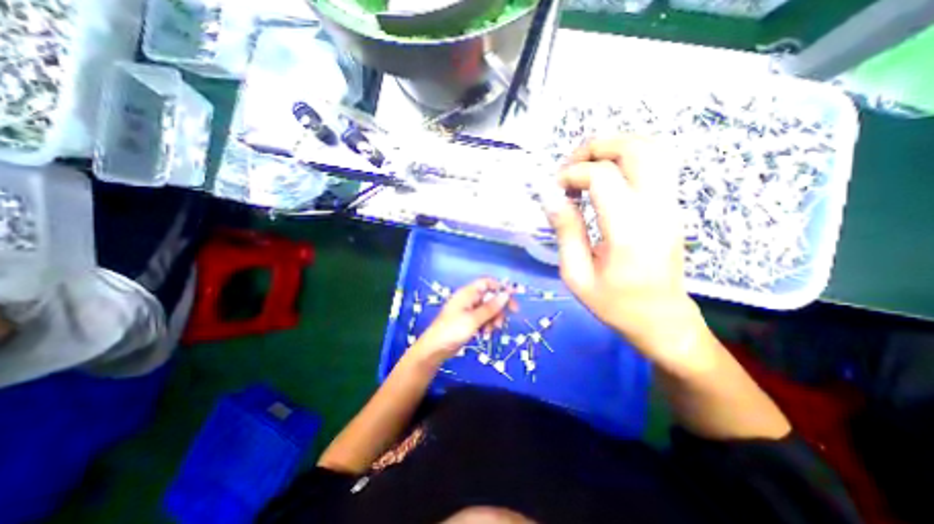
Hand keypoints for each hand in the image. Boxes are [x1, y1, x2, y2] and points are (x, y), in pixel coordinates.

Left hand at [408, 278, 513, 368]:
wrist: (435, 349)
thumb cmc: (453, 330)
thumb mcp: (474, 319)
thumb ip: (491, 307)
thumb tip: (507, 294)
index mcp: (468, 293)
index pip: (487, 283)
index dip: (500, 288)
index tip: (512, 299)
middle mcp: (469, 299)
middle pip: (490, 297)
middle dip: (498, 308)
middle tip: (504, 320)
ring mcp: (468, 310)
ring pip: (488, 310)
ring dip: (493, 319)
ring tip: (490, 331)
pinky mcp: (468, 321)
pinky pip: (483, 319)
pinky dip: (486, 325)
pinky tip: (484, 334)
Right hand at [548, 135, 700, 358]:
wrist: (661, 318)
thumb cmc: (614, 303)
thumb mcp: (577, 275)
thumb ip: (566, 232)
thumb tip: (553, 198)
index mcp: (628, 231)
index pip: (602, 177)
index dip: (572, 174)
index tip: (555, 188)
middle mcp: (656, 209)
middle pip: (636, 148)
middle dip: (596, 147)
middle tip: (570, 167)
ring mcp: (670, 205)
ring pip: (652, 148)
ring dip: (614, 148)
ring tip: (587, 168)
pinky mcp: (672, 206)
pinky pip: (656, 163)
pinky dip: (627, 158)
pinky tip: (605, 178)